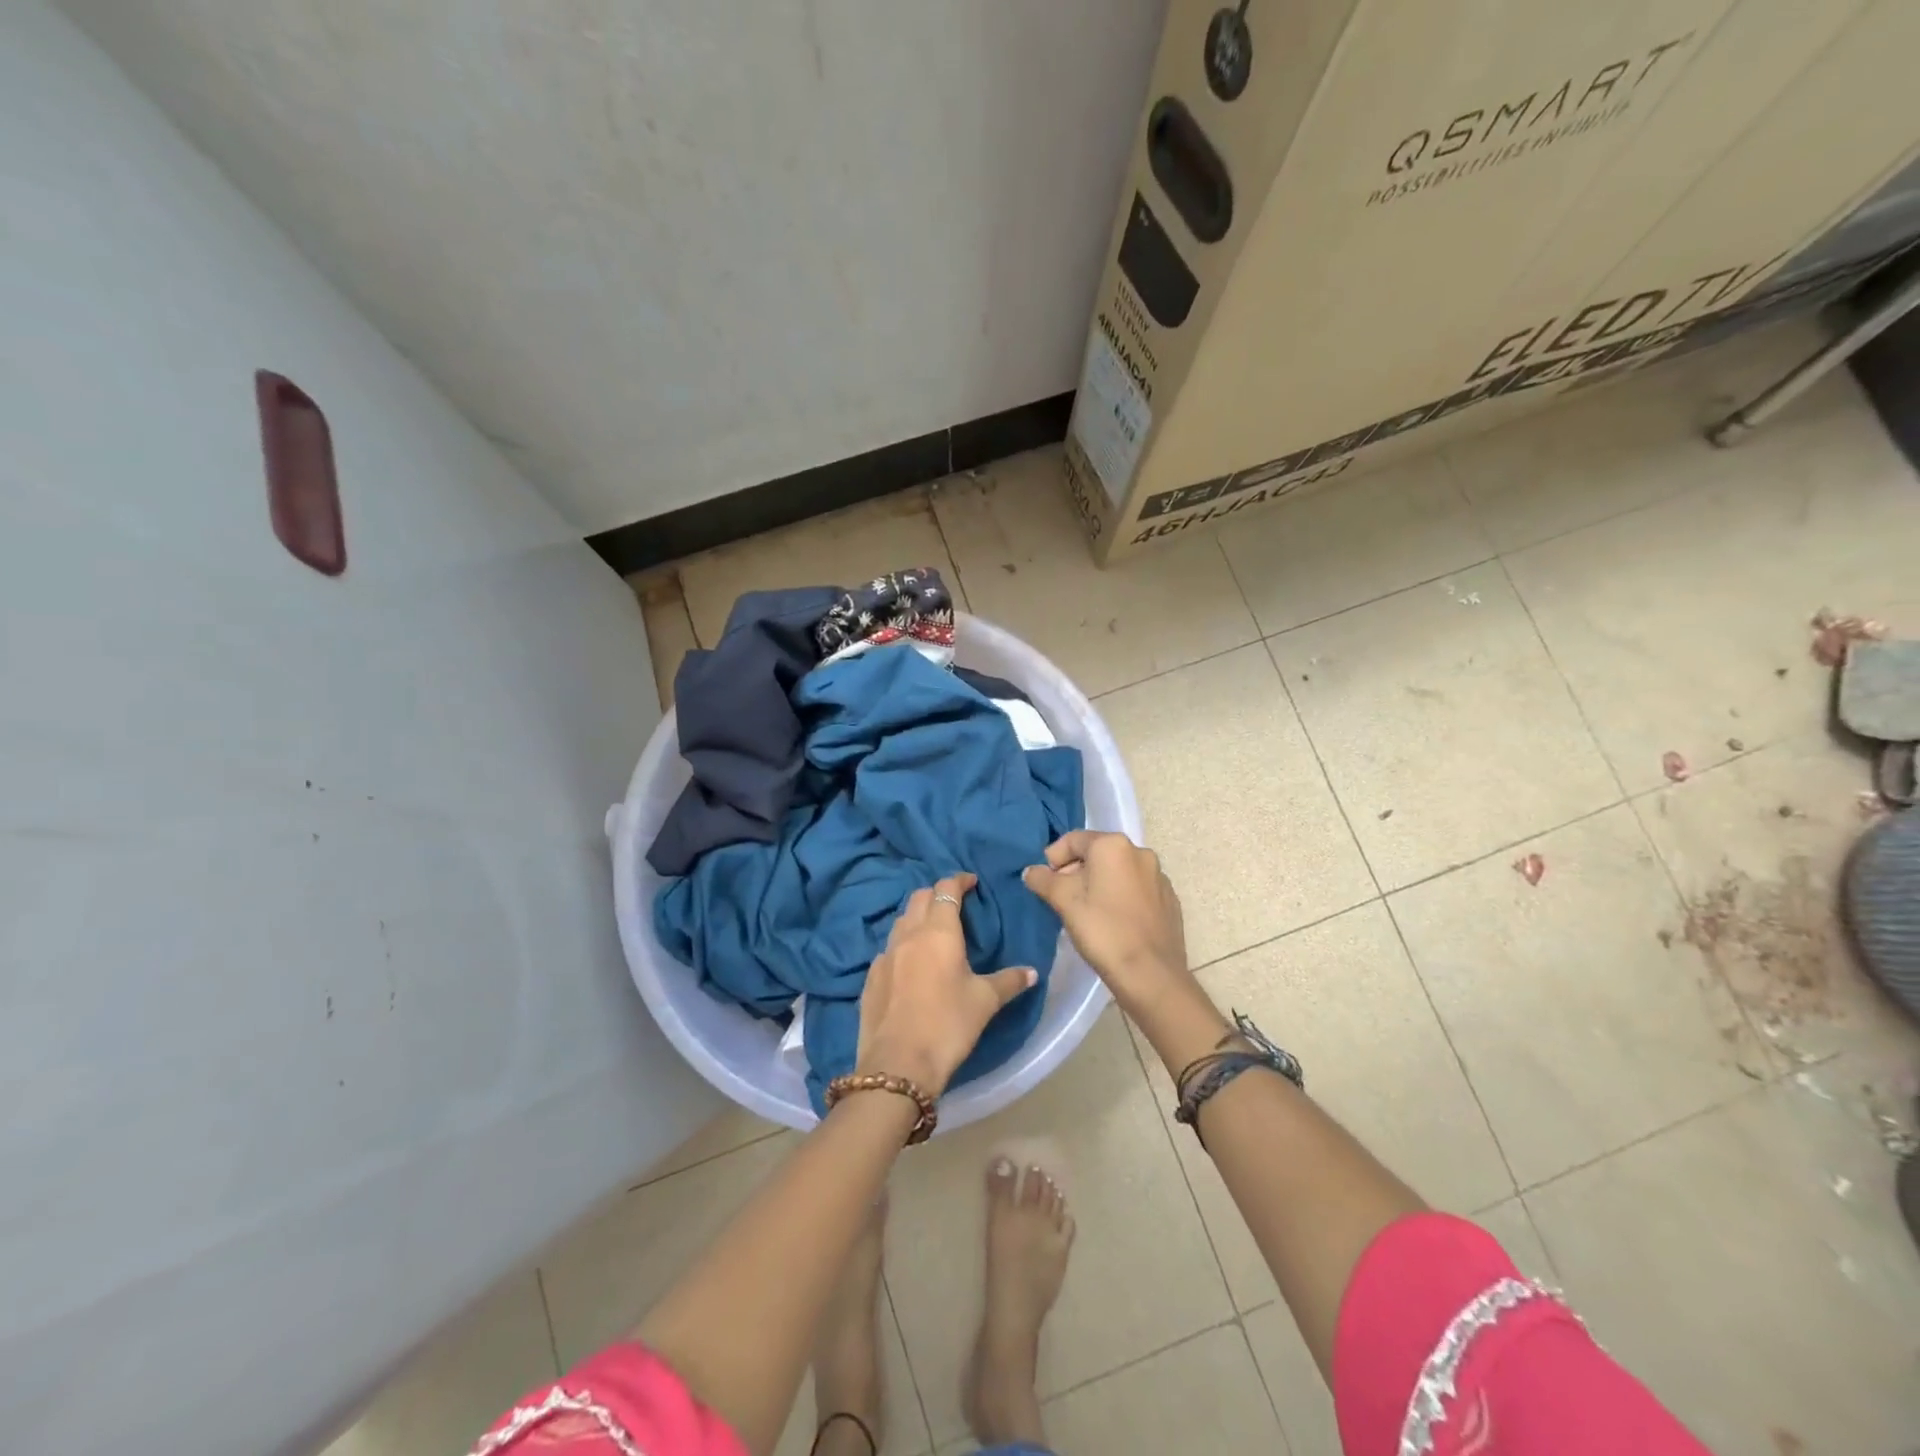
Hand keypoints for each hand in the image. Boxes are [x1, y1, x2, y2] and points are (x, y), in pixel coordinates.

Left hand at [854, 872, 1036, 1096]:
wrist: (898, 1063)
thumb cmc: (948, 1025)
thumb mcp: (985, 1002)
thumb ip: (1009, 981)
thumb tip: (1031, 972)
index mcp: (939, 932)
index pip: (946, 888)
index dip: (959, 880)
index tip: (971, 882)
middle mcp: (909, 934)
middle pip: (919, 897)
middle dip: (937, 893)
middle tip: (955, 904)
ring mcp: (885, 954)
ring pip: (901, 921)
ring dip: (917, 916)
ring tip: (934, 930)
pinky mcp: (871, 976)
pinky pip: (888, 948)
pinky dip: (902, 945)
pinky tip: (911, 964)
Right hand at [1023, 831, 1192, 1014]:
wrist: (1151, 974)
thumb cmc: (1103, 931)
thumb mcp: (1064, 902)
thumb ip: (1043, 880)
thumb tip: (1031, 871)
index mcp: (1114, 845)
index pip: (1073, 840)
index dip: (1053, 858)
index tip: (1044, 882)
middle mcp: (1140, 852)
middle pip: (1097, 853)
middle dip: (1075, 871)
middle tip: (1061, 898)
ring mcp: (1158, 877)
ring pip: (1118, 872)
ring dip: (1098, 884)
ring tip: (1086, 912)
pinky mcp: (1169, 900)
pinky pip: (1136, 890)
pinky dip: (1120, 897)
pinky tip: (1112, 923)